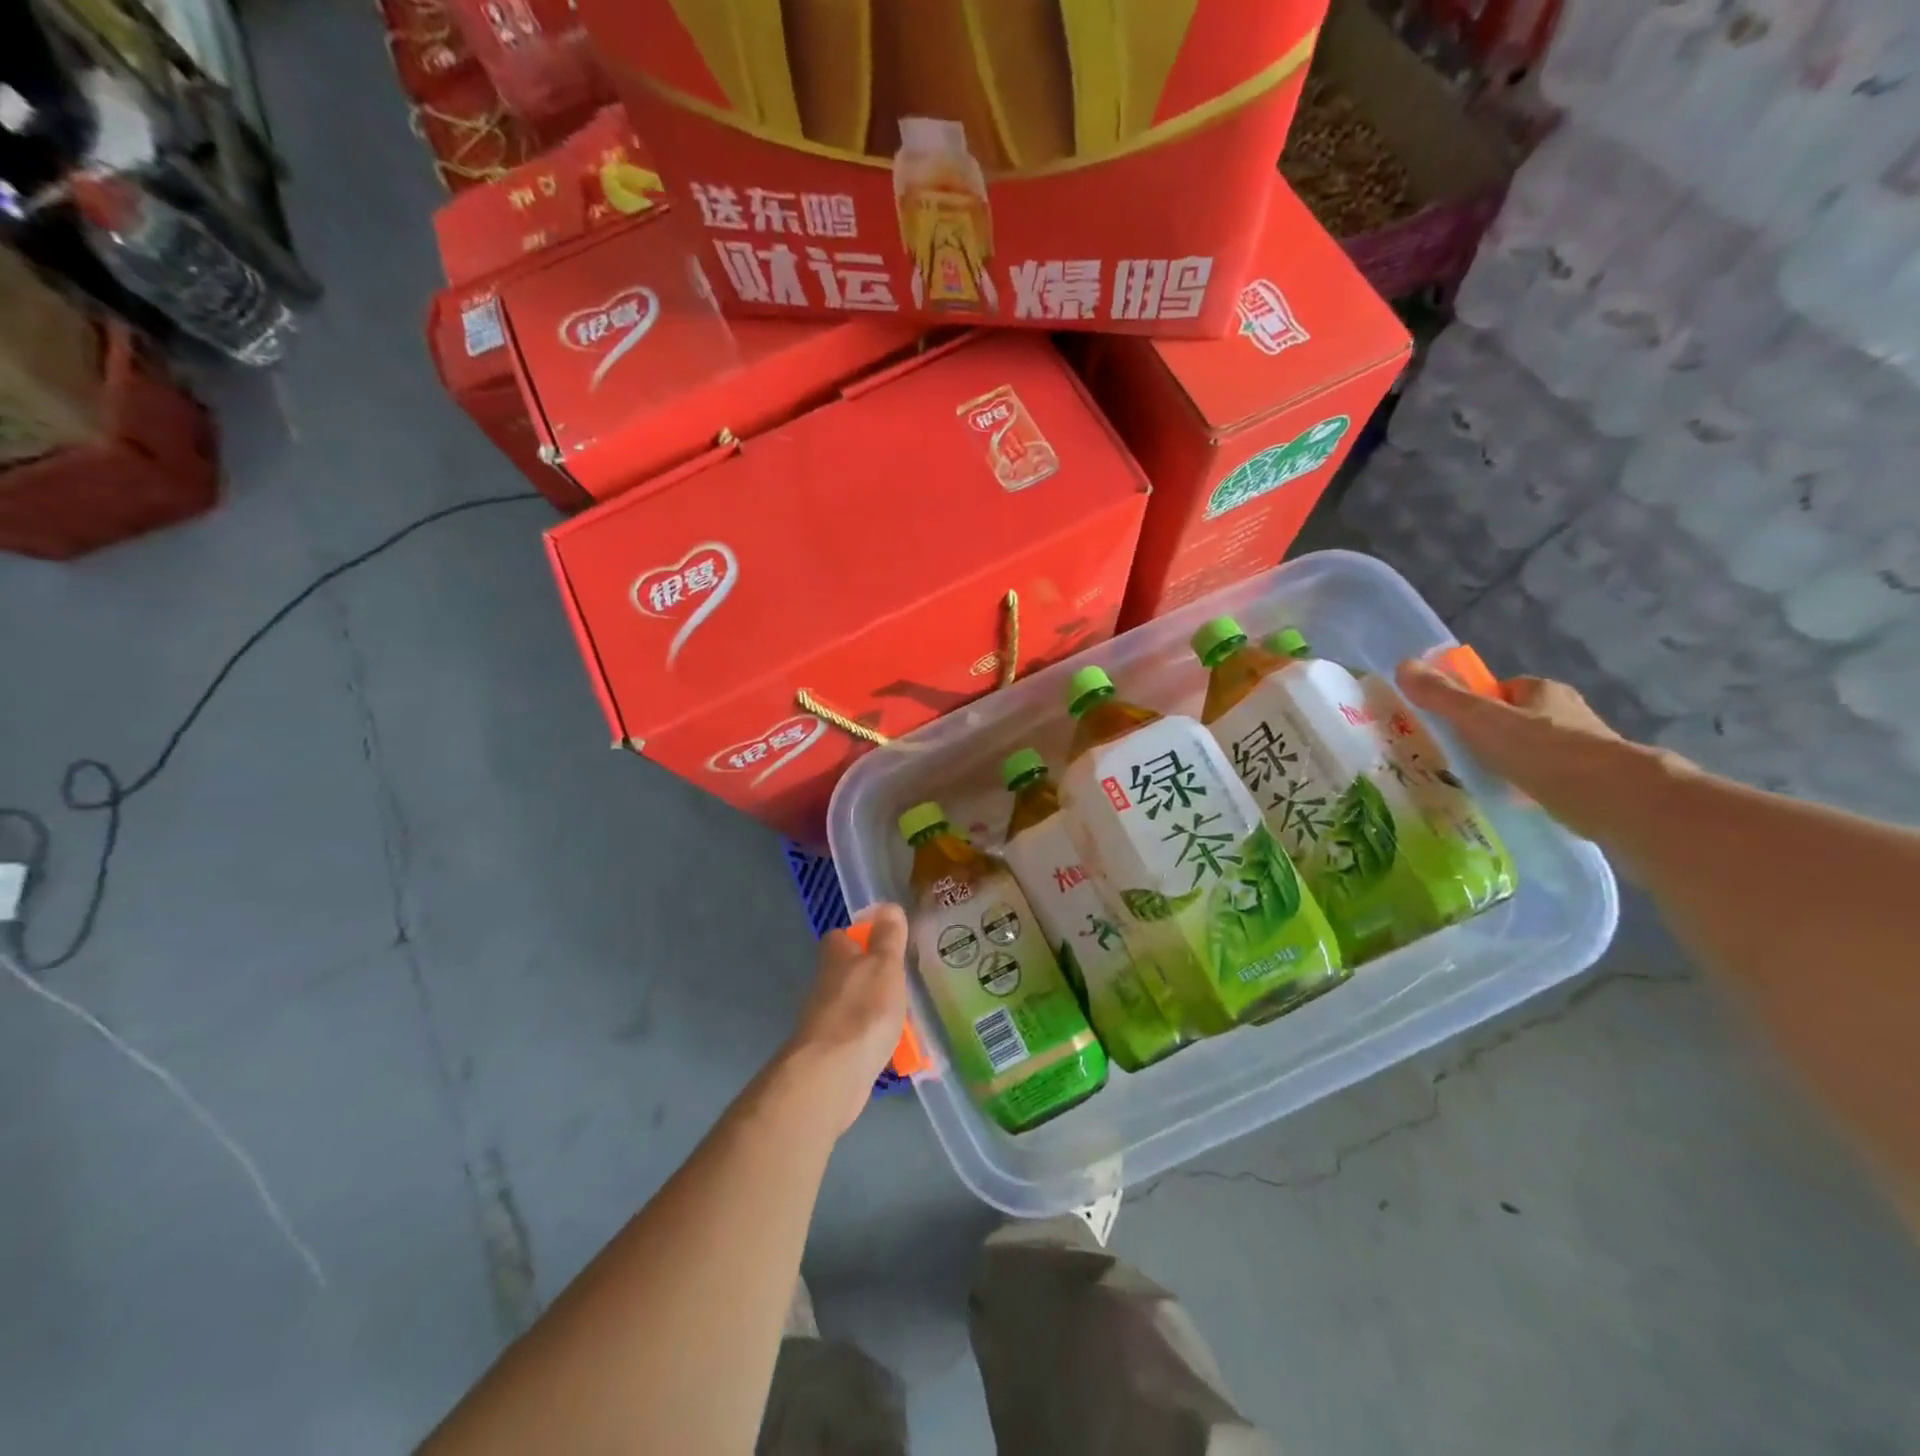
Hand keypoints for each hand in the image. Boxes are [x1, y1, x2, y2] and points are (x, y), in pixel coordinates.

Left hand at [783, 904, 909, 1134]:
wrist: (832, 1074)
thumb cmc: (864, 1009)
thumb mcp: (885, 965)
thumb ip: (888, 938)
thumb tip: (887, 906)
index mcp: (835, 957)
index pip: (840, 937)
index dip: (859, 936)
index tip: (884, 943)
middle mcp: (823, 984)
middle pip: (844, 972)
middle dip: (867, 975)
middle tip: (900, 982)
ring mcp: (823, 1021)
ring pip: (849, 1005)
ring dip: (870, 1008)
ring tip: (902, 1016)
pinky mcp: (828, 1053)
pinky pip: (853, 1037)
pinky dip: (868, 1038)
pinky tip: (890, 1047)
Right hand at [1395, 659, 1671, 842]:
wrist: (1609, 796)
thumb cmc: (1540, 748)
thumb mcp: (1478, 719)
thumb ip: (1441, 696)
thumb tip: (1402, 664)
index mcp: (1542, 690)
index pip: (1503, 689)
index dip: (1477, 702)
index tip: (1455, 725)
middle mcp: (1567, 713)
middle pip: (1518, 718)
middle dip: (1493, 734)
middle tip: (1461, 755)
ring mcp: (1583, 748)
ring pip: (1535, 749)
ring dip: (1512, 761)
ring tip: (1482, 780)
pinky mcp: (1590, 781)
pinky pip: (1548, 777)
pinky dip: (1530, 785)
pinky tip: (1512, 800)